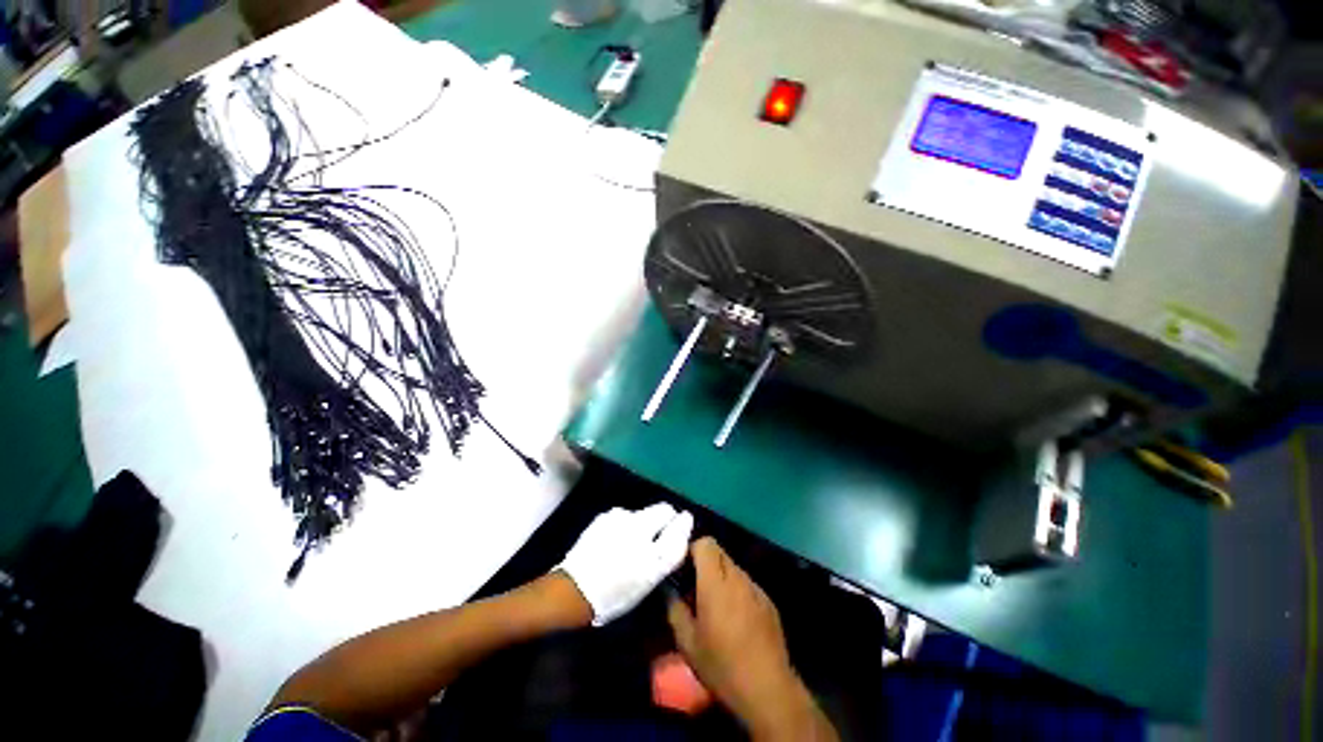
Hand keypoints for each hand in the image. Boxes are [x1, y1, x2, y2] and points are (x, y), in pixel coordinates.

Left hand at [556, 503, 693, 625]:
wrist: (572, 590)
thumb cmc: (615, 593)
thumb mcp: (649, 579)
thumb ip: (670, 550)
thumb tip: (684, 525)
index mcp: (651, 543)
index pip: (676, 519)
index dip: (681, 524)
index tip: (681, 530)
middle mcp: (638, 523)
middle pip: (662, 510)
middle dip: (664, 520)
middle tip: (658, 539)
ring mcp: (619, 516)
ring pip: (642, 514)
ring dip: (643, 524)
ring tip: (632, 545)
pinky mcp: (603, 517)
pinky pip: (624, 517)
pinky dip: (625, 526)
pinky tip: (615, 542)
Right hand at [667, 538, 835, 740]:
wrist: (768, 689)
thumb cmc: (722, 665)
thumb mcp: (687, 643)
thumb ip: (675, 610)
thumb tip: (670, 592)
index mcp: (716, 582)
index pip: (705, 543)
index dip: (692, 549)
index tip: (683, 568)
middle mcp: (738, 577)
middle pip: (719, 552)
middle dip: (705, 562)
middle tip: (694, 587)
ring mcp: (756, 588)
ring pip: (733, 568)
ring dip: (721, 577)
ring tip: (715, 605)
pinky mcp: (769, 601)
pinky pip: (747, 584)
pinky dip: (737, 591)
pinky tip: (736, 619)